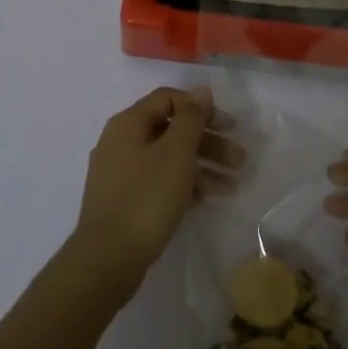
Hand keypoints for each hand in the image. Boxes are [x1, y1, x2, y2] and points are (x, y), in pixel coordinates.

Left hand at [71, 87, 241, 297]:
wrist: (108, 258)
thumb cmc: (146, 198)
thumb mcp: (175, 153)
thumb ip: (191, 118)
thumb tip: (200, 90)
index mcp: (128, 124)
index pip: (168, 99)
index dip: (201, 108)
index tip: (229, 126)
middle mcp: (121, 142)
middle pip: (171, 130)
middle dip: (208, 142)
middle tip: (239, 160)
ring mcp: (120, 173)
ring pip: (168, 158)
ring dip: (202, 166)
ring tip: (233, 185)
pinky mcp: (125, 200)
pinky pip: (160, 182)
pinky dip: (184, 185)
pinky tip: (208, 199)